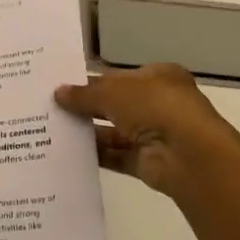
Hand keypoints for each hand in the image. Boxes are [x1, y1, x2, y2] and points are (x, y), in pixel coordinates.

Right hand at [54, 63, 239, 204]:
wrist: (189, 155)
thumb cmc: (155, 107)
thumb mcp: (113, 91)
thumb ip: (84, 94)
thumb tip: (58, 93)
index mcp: (159, 77)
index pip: (119, 76)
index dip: (92, 81)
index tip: (62, 86)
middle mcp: (159, 104)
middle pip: (115, 105)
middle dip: (87, 107)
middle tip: (51, 107)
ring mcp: (155, 135)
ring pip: (114, 131)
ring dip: (88, 131)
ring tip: (53, 129)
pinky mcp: (147, 162)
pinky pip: (116, 156)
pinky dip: (95, 154)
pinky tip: (68, 152)